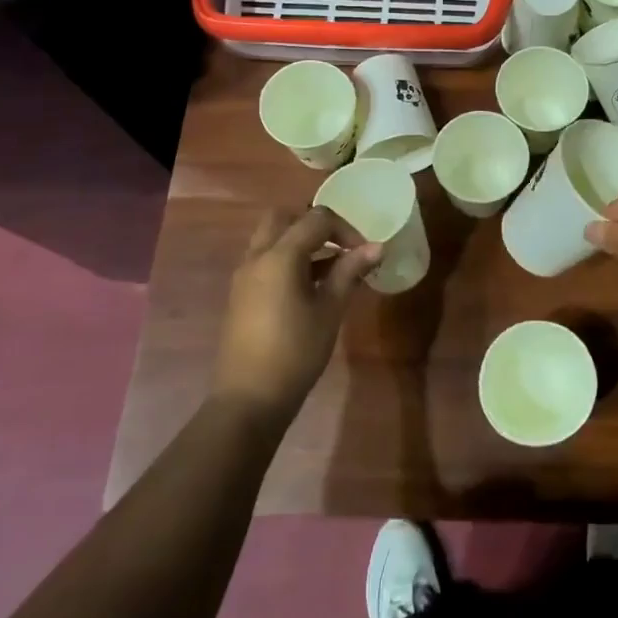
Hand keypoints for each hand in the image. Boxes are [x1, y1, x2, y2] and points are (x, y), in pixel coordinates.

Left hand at [212, 208, 381, 422]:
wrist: (248, 399)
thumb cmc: (296, 352)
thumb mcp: (330, 310)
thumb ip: (349, 272)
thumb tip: (376, 247)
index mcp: (279, 256)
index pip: (316, 219)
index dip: (345, 229)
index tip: (364, 253)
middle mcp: (257, 257)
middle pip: (284, 218)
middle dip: (314, 224)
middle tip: (339, 247)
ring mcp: (244, 275)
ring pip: (271, 238)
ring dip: (300, 242)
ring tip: (330, 269)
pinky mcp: (241, 294)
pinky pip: (265, 259)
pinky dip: (287, 259)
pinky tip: (309, 287)